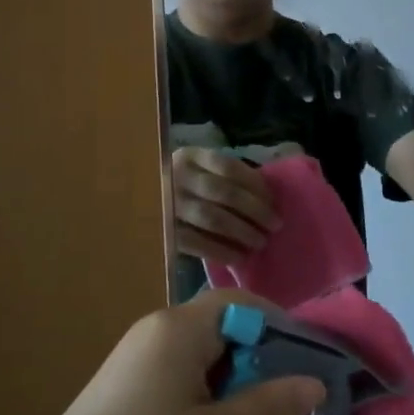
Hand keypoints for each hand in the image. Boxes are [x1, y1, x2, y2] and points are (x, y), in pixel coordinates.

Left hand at [18, 291, 324, 414]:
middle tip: (294, 400)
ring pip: (205, 357)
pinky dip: (210, 397)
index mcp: (179, 328)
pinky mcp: (128, 389)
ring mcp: (139, 360)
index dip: (280, 325)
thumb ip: (269, 404)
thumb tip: (316, 382)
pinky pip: (183, 377)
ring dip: (237, 384)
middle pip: (224, 328)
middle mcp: (158, 331)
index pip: (241, 303)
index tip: (311, 361)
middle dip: (262, 359)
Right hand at [171, 147, 279, 262]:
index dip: (255, 184)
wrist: (138, 206)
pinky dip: (222, 251)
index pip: (229, 167)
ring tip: (260, 242)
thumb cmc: (182, 188)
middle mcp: (177, 177)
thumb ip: (225, 177)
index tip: (273, 200)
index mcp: (189, 157)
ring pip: (213, 218)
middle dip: (255, 210)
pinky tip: (239, 257)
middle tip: (275, 225)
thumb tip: (266, 194)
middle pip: (225, 193)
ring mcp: (168, 205)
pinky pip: (198, 243)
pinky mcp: (164, 232)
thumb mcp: (199, 171)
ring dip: (242, 232)